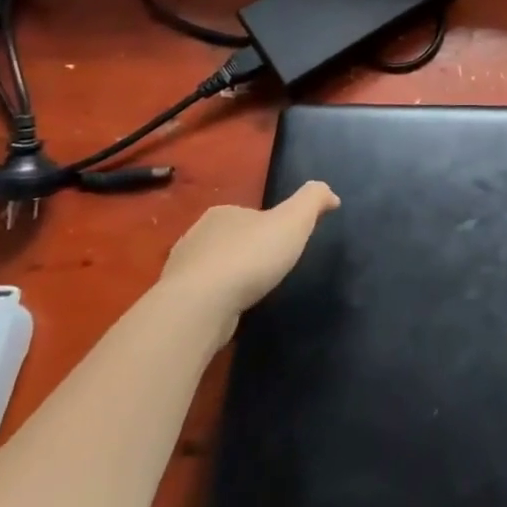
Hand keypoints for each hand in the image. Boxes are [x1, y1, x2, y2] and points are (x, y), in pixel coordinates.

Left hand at [159, 181, 338, 344]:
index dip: (270, 227)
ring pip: (213, 268)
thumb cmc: (250, 257)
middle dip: (248, 251)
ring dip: (230, 277)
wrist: (199, 306)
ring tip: (250, 294)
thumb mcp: (294, 220)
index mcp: (223, 212)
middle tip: (270, 270)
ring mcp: (181, 269)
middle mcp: (197, 235)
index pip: (251, 214)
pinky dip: (216, 300)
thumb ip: (313, 200)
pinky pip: (202, 295)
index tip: (285, 245)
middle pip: (231, 239)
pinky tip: (229, 312)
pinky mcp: (175, 301)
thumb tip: (330, 195)